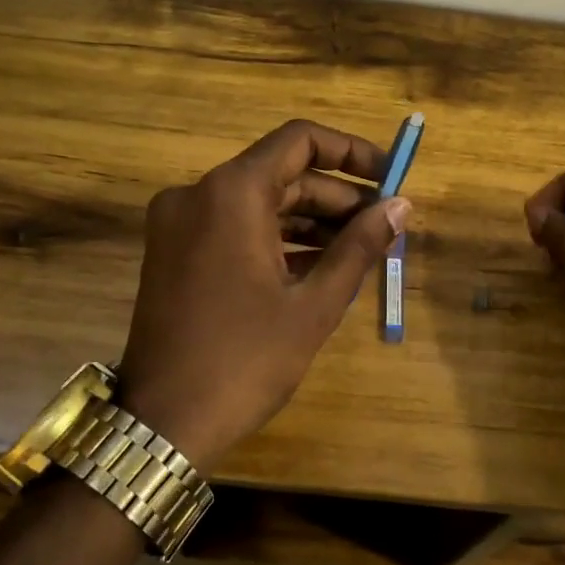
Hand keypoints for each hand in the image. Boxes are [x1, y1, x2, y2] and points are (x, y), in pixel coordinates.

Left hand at [119, 120, 410, 470]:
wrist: (162, 423)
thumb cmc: (245, 361)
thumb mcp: (314, 304)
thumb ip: (360, 246)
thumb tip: (402, 206)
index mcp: (231, 193)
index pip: (300, 140)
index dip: (351, 152)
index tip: (389, 176)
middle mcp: (198, 194)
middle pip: (281, 174)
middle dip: (336, 197)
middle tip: (384, 225)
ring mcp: (180, 223)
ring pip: (259, 202)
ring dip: (310, 221)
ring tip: (360, 250)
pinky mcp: (173, 252)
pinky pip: (235, 227)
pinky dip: (277, 239)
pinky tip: (318, 266)